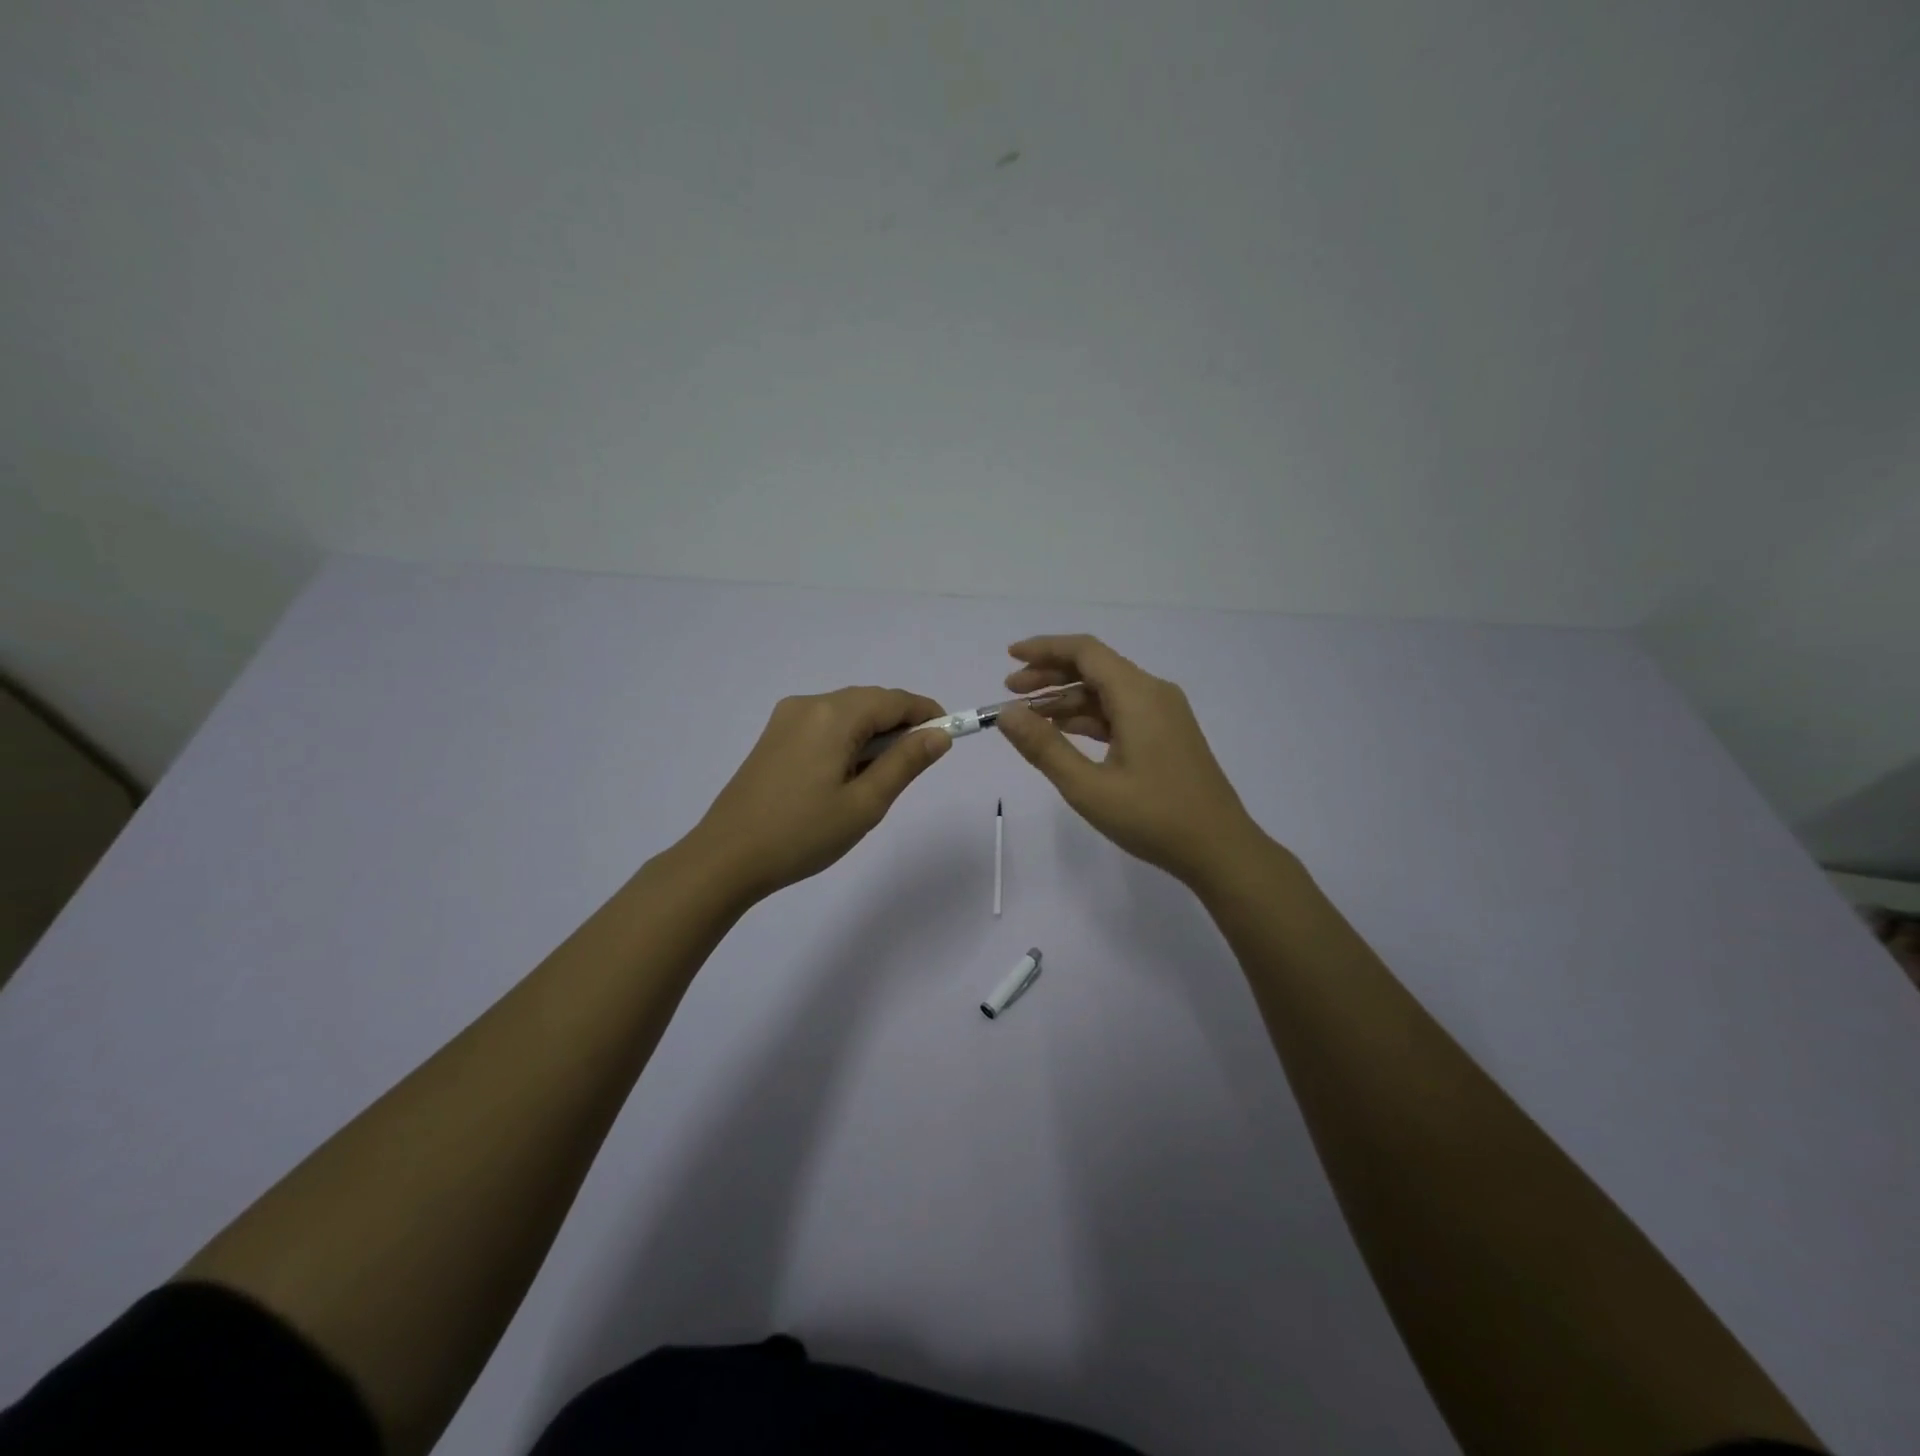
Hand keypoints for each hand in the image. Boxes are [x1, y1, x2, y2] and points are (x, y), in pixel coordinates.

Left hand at [684, 687, 950, 902]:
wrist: (726, 858)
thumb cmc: (802, 834)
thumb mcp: (865, 803)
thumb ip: (906, 762)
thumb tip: (939, 734)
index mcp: (833, 715)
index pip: (894, 700)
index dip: (927, 713)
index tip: (949, 736)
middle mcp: (809, 704)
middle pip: (869, 702)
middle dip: (900, 725)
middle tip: (917, 765)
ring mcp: (786, 719)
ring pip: (846, 713)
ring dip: (873, 734)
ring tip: (880, 778)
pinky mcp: (773, 737)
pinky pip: (824, 725)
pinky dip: (847, 740)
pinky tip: (847, 775)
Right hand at [997, 635, 1267, 887]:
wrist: (1220, 849)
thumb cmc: (1154, 818)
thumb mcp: (1089, 787)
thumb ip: (1044, 747)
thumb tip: (1006, 714)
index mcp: (1138, 695)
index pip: (1085, 651)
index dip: (1044, 649)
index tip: (1010, 657)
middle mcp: (1154, 693)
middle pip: (1095, 667)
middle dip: (1050, 675)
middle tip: (1009, 691)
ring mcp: (1164, 714)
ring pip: (1106, 692)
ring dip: (1067, 699)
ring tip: (1028, 718)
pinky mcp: (1167, 734)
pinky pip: (1120, 712)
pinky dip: (1088, 717)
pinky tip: (1064, 732)